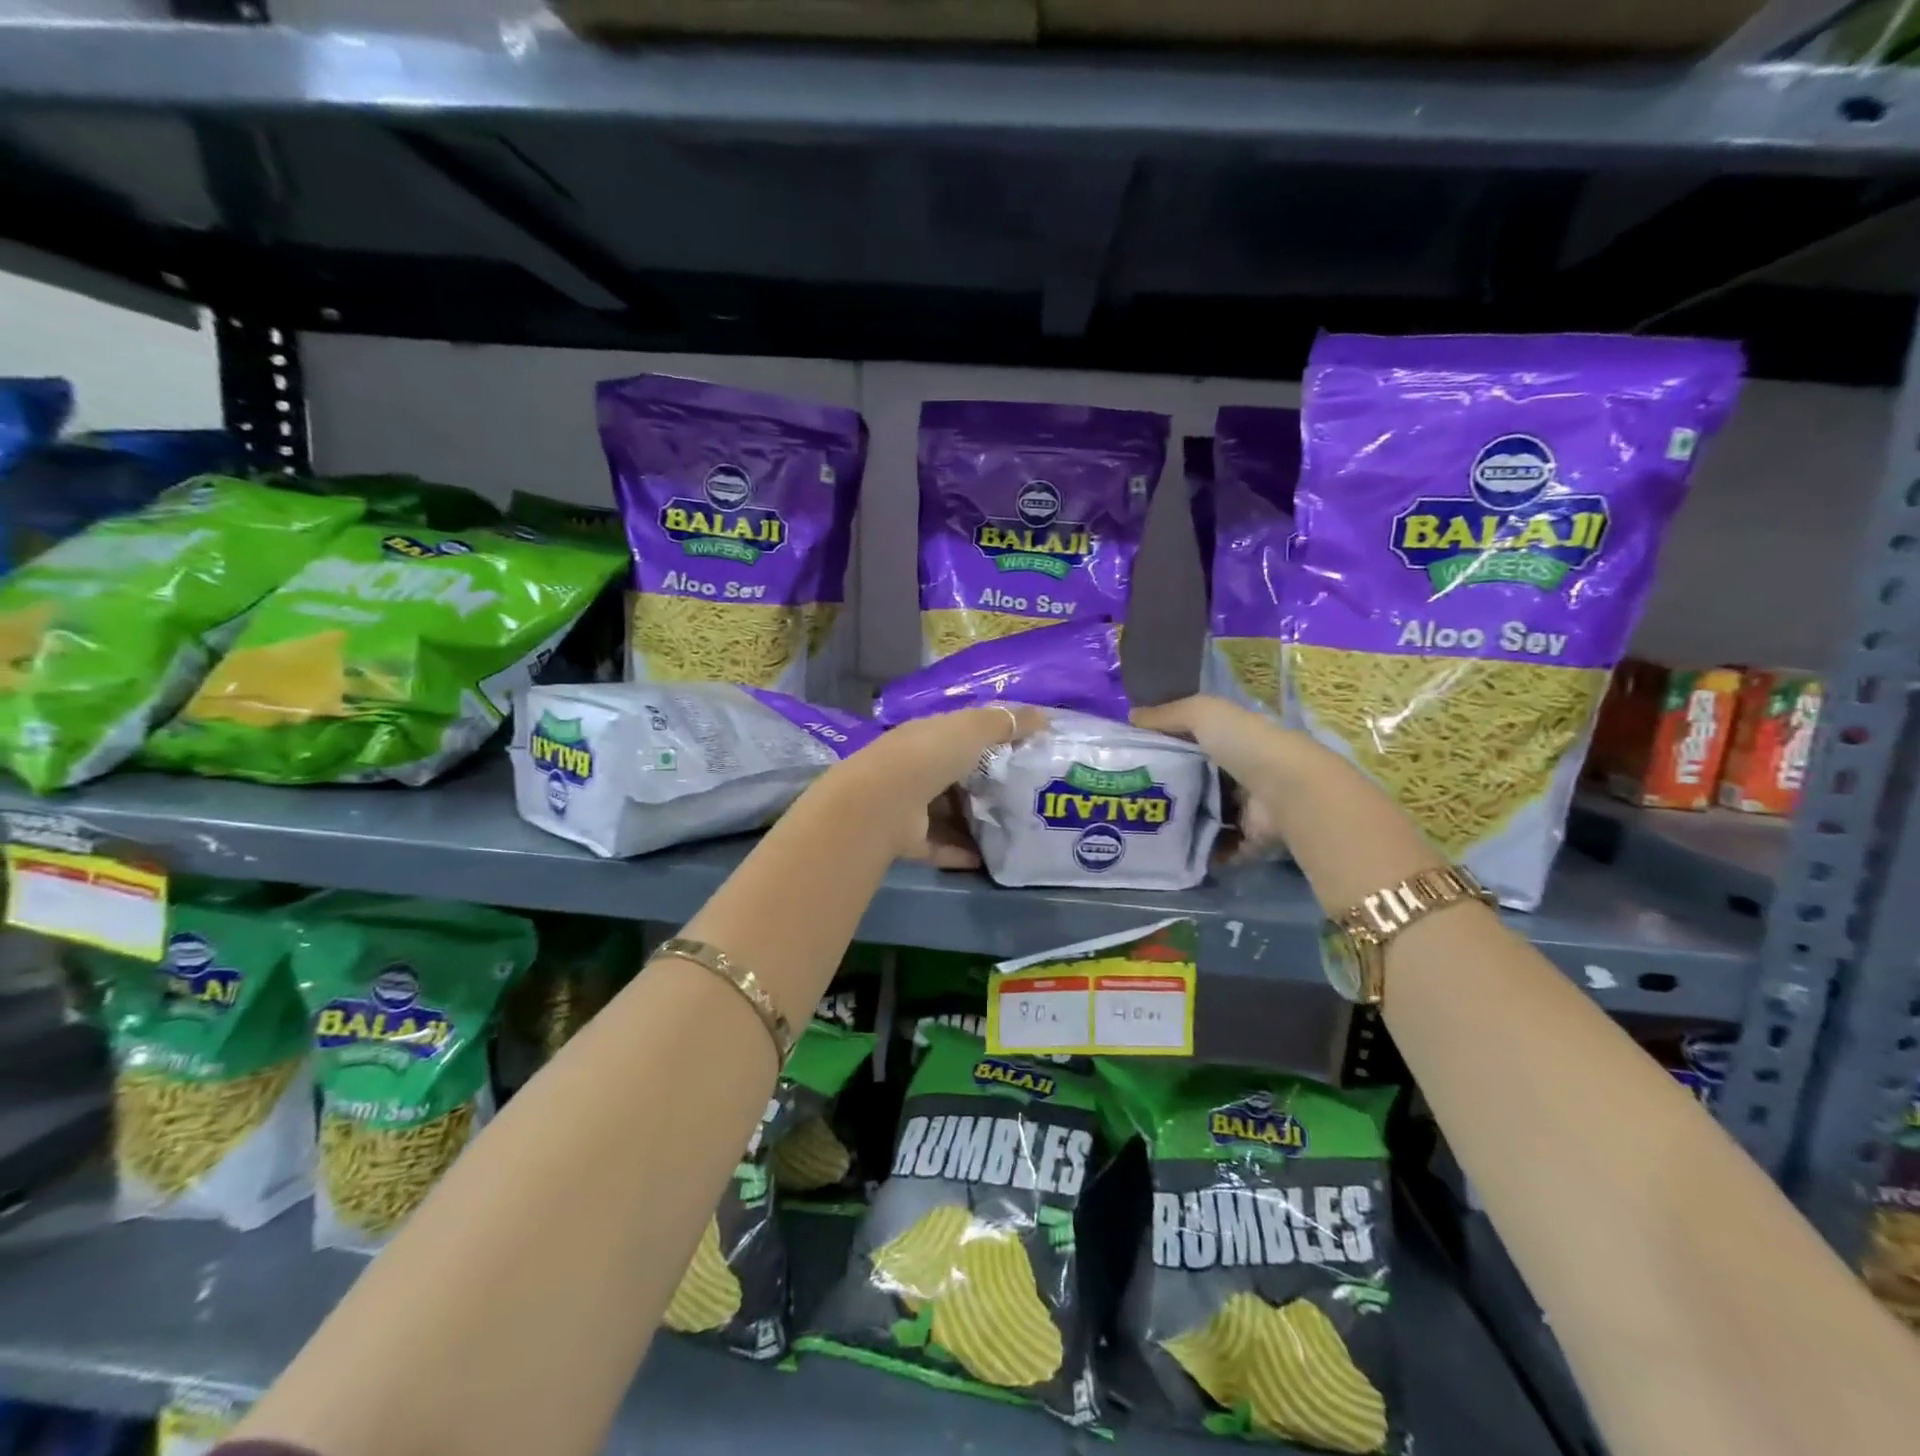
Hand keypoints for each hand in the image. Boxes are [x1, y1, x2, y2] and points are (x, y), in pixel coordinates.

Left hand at [834, 705, 1047, 862]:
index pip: (959, 735)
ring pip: (947, 813)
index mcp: (927, 737)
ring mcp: (909, 806)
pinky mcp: (908, 840)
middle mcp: (915, 769)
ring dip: (973, 822)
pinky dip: (962, 851)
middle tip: (1023, 797)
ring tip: (1011, 830)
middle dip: (983, 786)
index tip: (1022, 753)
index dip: (988, 741)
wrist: (884, 802)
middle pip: (955, 777)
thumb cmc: (929, 755)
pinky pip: (941, 846)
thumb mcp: (972, 729)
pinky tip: (988, 859)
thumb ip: (1005, 722)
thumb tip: (1043, 716)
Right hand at [1131, 696, 1293, 859]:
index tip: (1134, 761)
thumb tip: (1131, 716)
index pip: (1194, 745)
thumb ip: (1166, 715)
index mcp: (1233, 742)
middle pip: (1198, 783)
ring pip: (1206, 816)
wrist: (1287, 791)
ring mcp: (1248, 810)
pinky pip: (1219, 848)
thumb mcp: (1202, 713)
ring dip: (1181, 824)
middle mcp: (1242, 774)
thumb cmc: (1245, 744)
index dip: (1166, 750)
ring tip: (1145, 829)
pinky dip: (1200, 851)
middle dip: (1169, 791)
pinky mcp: (1251, 841)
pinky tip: (1169, 851)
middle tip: (1133, 800)